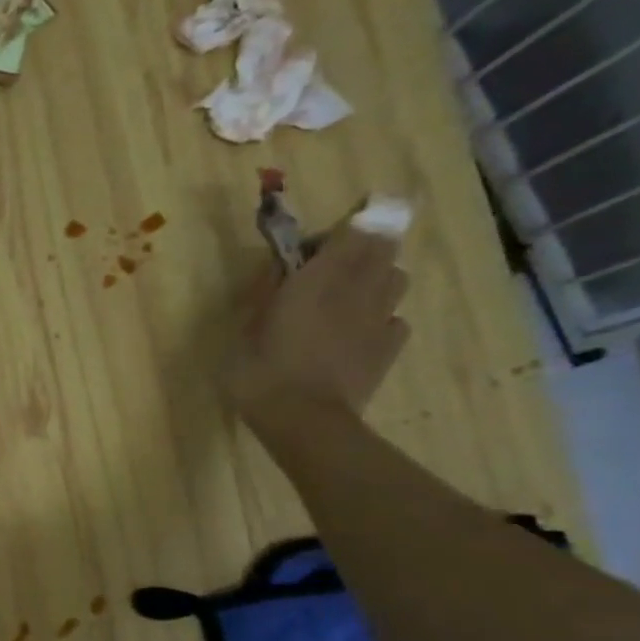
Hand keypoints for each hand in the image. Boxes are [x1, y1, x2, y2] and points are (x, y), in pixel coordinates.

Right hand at [221, 217, 410, 429]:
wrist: (304, 420)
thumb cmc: (261, 370)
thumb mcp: (244, 327)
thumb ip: (265, 290)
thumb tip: (279, 266)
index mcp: (322, 277)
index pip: (359, 226)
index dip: (352, 220)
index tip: (324, 234)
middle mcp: (360, 288)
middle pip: (383, 247)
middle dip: (362, 246)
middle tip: (328, 264)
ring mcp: (382, 318)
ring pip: (395, 278)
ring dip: (374, 278)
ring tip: (344, 297)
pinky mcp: (390, 347)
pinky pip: (395, 317)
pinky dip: (379, 315)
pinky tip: (355, 333)